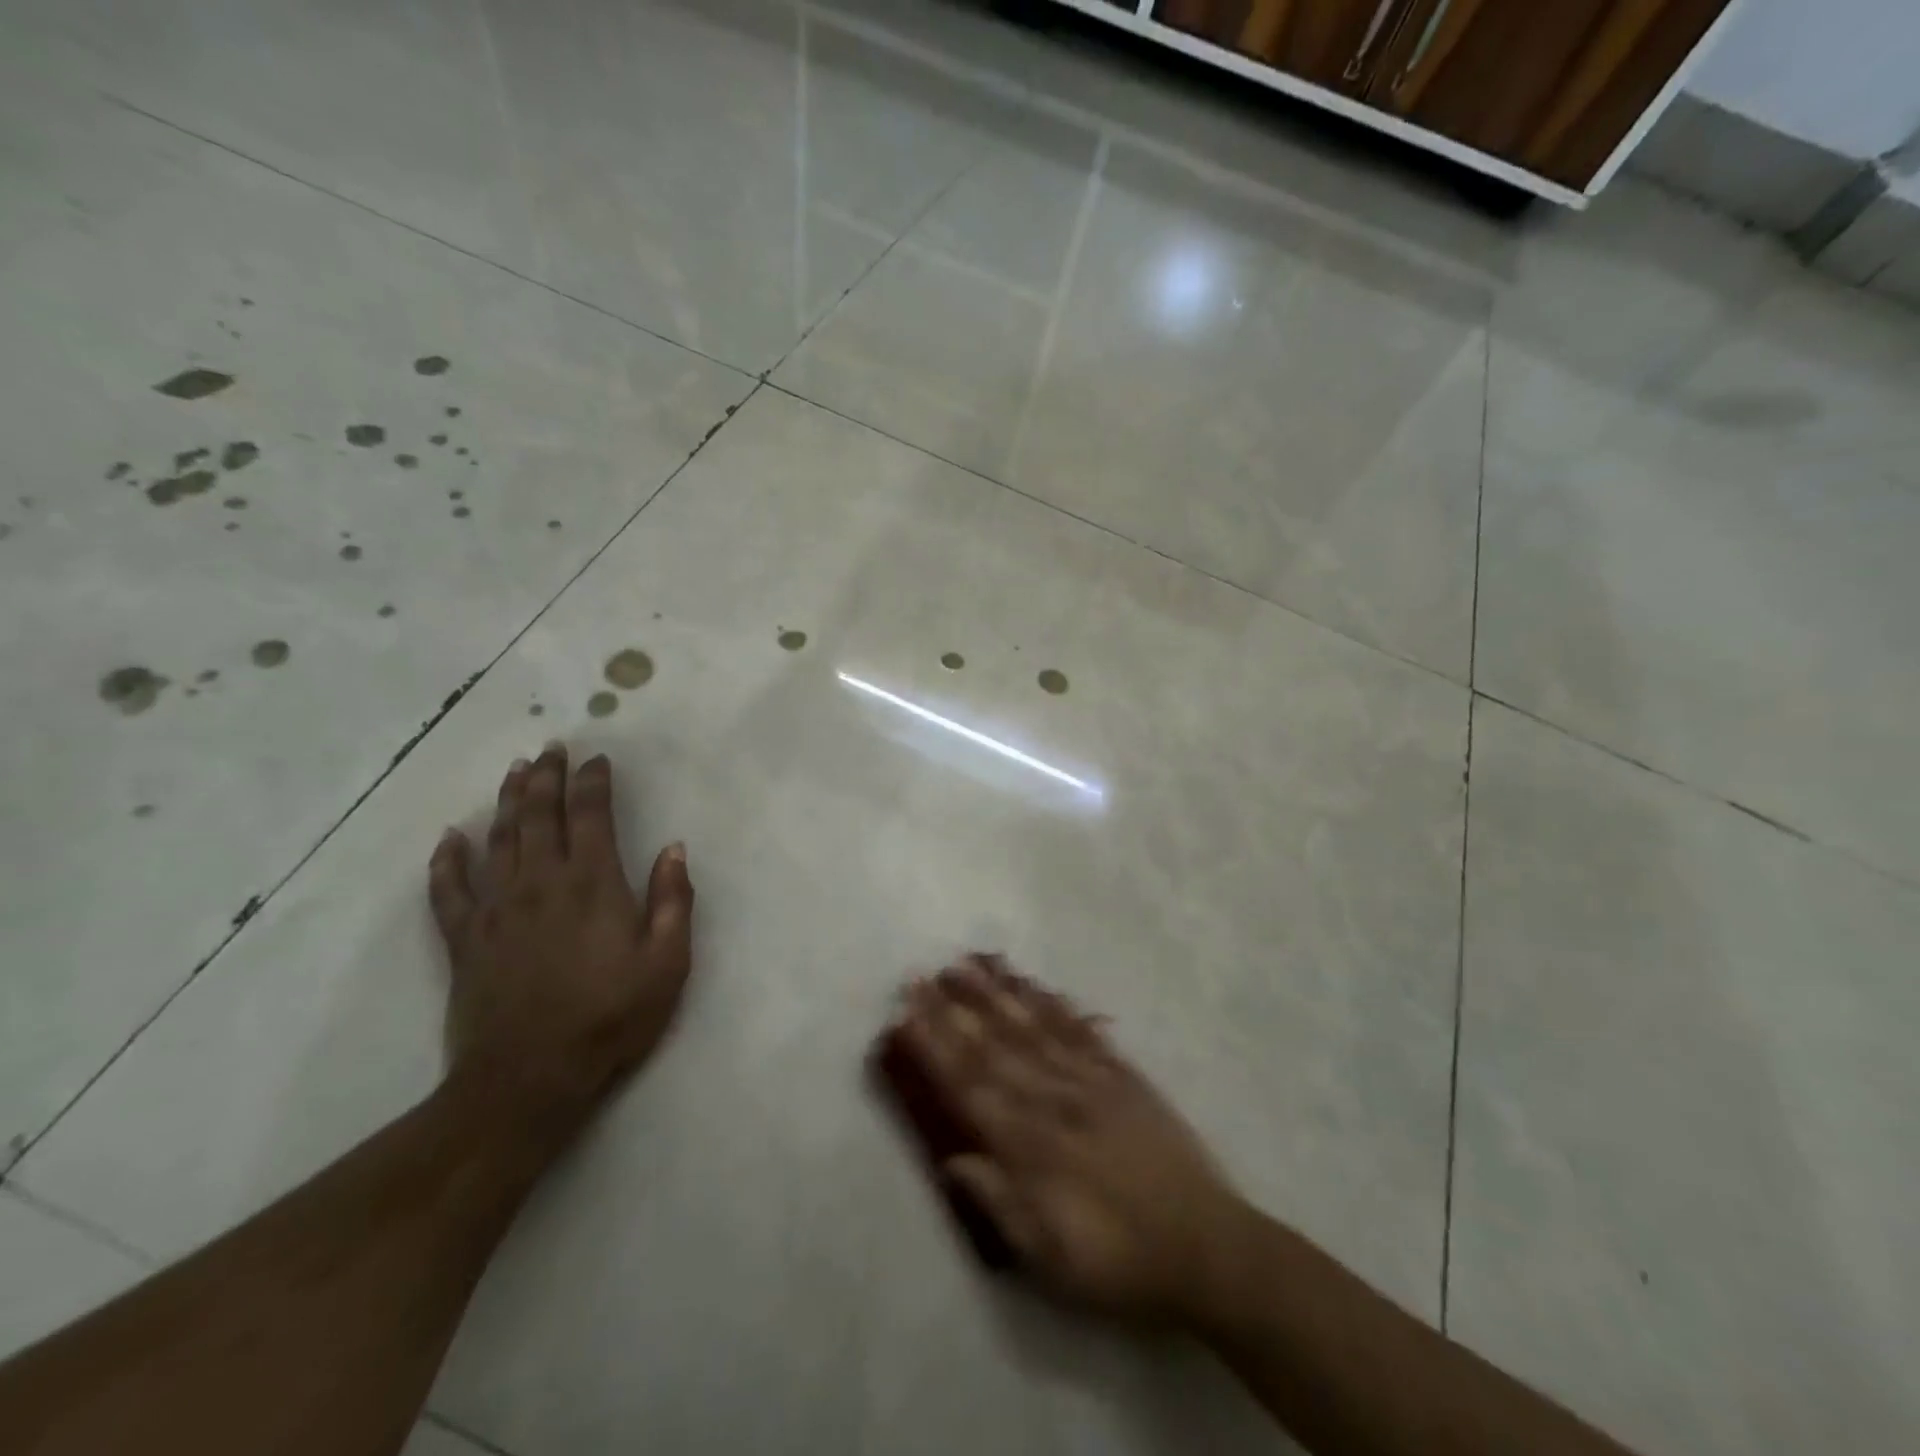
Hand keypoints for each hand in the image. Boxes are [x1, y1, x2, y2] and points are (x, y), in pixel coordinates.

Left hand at [428, 746, 694, 1137]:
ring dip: (508, 801)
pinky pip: (448, 889)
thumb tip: (674, 848)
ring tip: (515, 771)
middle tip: (551, 748)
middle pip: (540, 815)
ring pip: (498, 839)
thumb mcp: (667, 962)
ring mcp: (496, 909)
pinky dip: (447, 860)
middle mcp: (541, 883)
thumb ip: (673, 901)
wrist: (529, 1077)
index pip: (591, 815)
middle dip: (547, 777)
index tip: (597, 759)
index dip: (593, 782)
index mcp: (592, 883)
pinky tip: (449, 837)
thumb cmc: (610, 1016)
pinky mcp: (464, 940)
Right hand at [900, 956, 1247, 1323]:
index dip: (935, 1047)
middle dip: (954, 1009)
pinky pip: (1081, 1031)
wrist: (1206, 1247)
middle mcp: (1054, 1100)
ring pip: (1034, 1027)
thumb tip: (952, 1158)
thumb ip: (999, 1203)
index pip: (970, 1086)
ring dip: (998, 994)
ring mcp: (1091, 1081)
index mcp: (1031, 1146)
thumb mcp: (1050, 1258)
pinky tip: (1035, 983)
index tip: (906, 1013)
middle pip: (994, 1046)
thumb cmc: (1117, 1261)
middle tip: (922, 974)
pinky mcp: (1124, 1075)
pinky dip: (1055, 1004)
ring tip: (969, 963)